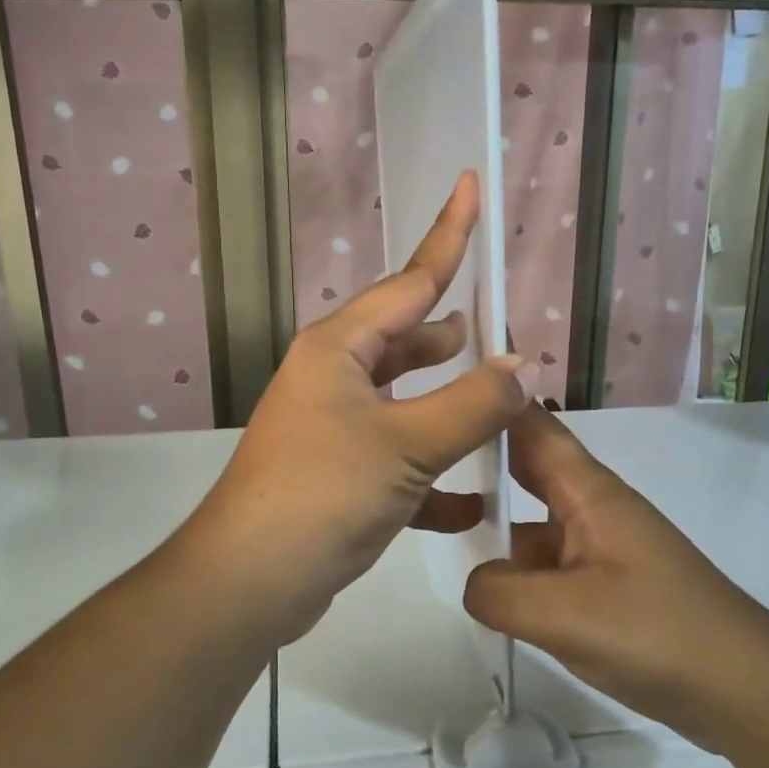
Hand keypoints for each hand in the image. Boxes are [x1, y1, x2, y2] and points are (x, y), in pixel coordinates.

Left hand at [179, 173, 531, 646]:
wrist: (251, 581)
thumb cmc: (323, 493)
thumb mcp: (406, 444)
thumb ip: (471, 404)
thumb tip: (517, 366)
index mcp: (339, 349)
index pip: (409, 281)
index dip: (447, 235)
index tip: (469, 186)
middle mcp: (332, 378)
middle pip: (403, 339)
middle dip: (448, 334)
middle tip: (496, 329)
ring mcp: (333, 428)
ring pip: (404, 400)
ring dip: (445, 400)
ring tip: (492, 395)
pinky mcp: (340, 476)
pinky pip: (398, 459)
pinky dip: (433, 474)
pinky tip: (473, 498)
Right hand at [463, 403, 768, 754]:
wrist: (746, 691)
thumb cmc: (658, 634)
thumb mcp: (565, 615)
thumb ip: (499, 592)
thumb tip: (476, 582)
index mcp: (590, 493)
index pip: (533, 428)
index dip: (493, 401)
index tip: (441, 388)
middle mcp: (594, 509)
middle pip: (529, 469)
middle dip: (481, 458)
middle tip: (421, 455)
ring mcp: (601, 548)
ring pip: (535, 522)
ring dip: (496, 521)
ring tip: (438, 526)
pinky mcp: (607, 586)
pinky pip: (549, 563)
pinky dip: (519, 568)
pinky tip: (492, 592)